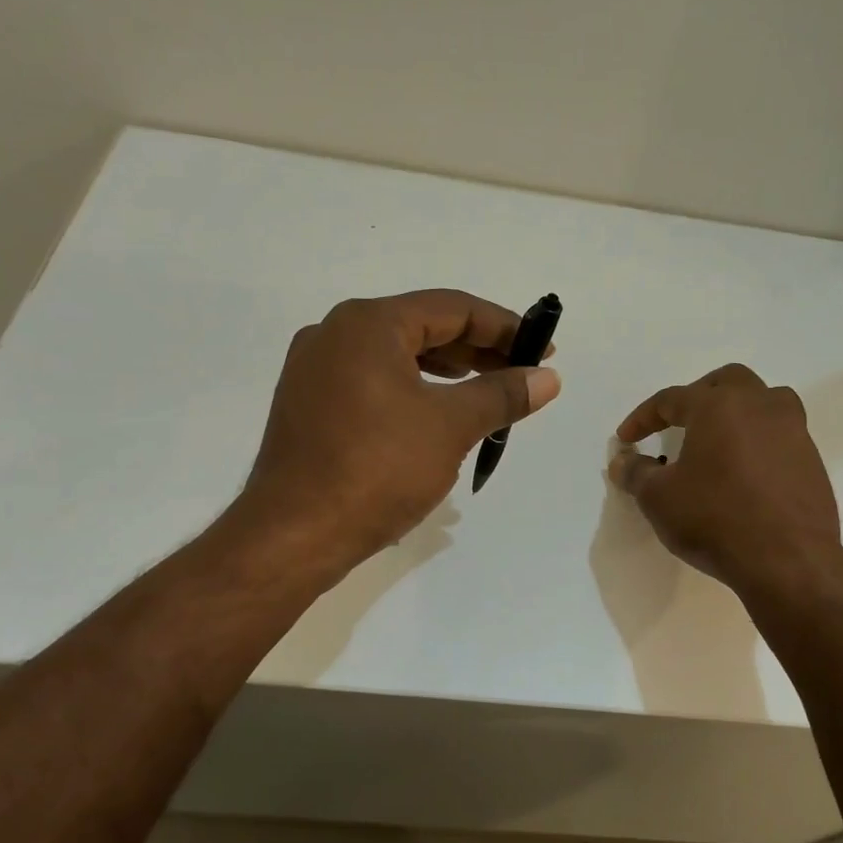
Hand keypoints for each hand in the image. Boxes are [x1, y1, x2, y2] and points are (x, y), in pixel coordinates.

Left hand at [236, 290, 560, 575]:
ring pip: (394, 357)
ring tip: (485, 392)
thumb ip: (501, 395)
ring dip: (445, 371)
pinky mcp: (307, 405)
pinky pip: (370, 382)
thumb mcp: (451, 427)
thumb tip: (548, 378)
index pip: (452, 308)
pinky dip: (411, 390)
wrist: (294, 534)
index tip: (542, 349)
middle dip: (476, 350)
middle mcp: (334, 333)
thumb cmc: (378, 469)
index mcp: (368, 323)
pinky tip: (435, 415)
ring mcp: (314, 370)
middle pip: (421, 328)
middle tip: (520, 373)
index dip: (504, 327)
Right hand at [608, 364, 841, 593]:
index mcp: (718, 405)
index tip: (626, 439)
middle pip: (727, 381)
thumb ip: (636, 473)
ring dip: (737, 413)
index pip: (671, 398)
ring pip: (764, 402)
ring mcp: (794, 431)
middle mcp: (760, 406)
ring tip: (717, 440)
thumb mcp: (658, 498)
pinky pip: (780, 436)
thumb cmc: (714, 519)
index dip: (643, 418)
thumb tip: (623, 461)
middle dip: (697, 396)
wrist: (787, 561)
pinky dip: (758, 442)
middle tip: (678, 422)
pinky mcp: (812, 461)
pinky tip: (743, 473)